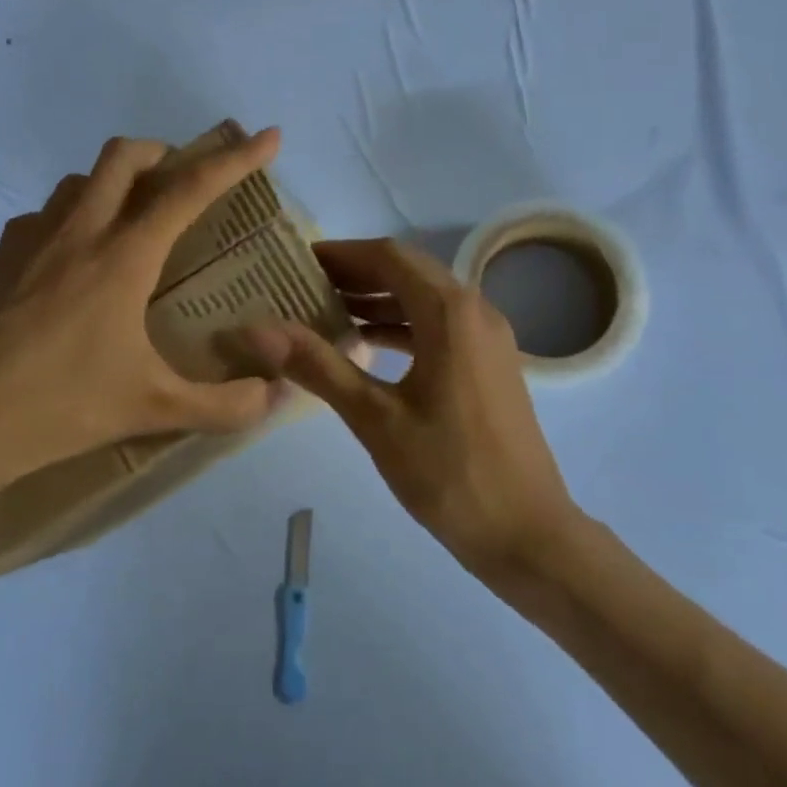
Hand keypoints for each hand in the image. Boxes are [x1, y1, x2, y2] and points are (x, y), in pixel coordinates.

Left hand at [0, 131, 285, 523]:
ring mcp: (31, 243)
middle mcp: (79, 234)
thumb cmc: (62, 407)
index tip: (268, 136)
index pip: (190, 190)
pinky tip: (74, 257)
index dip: (236, 159)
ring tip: (134, 216)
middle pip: (123, 157)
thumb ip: (225, 405)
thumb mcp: (155, 409)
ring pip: (78, 180)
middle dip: (164, 152)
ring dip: (114, 181)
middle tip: (186, 179)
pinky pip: (42, 217)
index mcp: (123, 257)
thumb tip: (276, 396)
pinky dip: (70, 217)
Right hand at [243, 238, 577, 573]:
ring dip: (378, 299)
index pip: (388, 257)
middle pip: (408, 272)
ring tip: (325, 310)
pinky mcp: (490, 363)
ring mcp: (488, 337)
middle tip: (303, 284)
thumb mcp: (376, 419)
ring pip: (425, 299)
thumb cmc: (449, 473)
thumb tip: (259, 330)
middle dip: (356, 274)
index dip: (341, 254)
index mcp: (450, 312)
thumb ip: (319, 366)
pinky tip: (367, 344)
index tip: (297, 260)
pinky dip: (402, 325)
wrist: (527, 533)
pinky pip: (440, 326)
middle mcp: (475, 310)